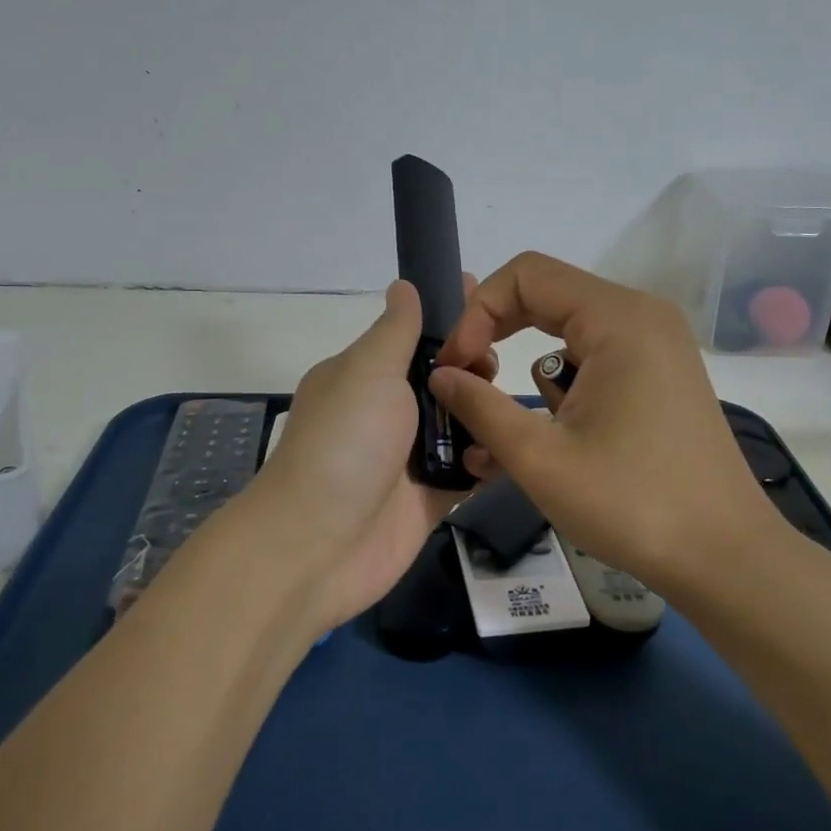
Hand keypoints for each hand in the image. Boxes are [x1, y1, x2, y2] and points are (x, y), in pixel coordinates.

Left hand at [246, 280, 482, 628]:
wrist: (317, 545)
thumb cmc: (344, 442)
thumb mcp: (368, 371)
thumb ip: (396, 330)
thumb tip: (403, 284)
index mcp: (366, 375)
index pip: (417, 335)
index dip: (452, 318)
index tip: (491, 304)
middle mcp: (388, 411)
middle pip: (446, 378)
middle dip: (476, 367)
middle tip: (491, 368)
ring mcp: (408, 457)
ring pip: (463, 424)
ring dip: (487, 413)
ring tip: (507, 408)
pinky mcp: (428, 498)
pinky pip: (469, 470)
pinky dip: (489, 459)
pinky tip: (512, 447)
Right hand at [429, 252, 787, 596]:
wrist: (727, 559)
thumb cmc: (633, 504)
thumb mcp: (541, 458)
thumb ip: (480, 406)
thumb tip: (440, 375)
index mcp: (618, 318)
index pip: (526, 275)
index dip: (478, 312)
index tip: (456, 366)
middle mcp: (641, 316)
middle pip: (546, 296)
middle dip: (496, 336)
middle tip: (467, 382)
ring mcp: (655, 345)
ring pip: (566, 332)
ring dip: (528, 372)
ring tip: (509, 430)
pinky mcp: (659, 375)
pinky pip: (593, 358)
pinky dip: (561, 387)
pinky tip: (548, 437)